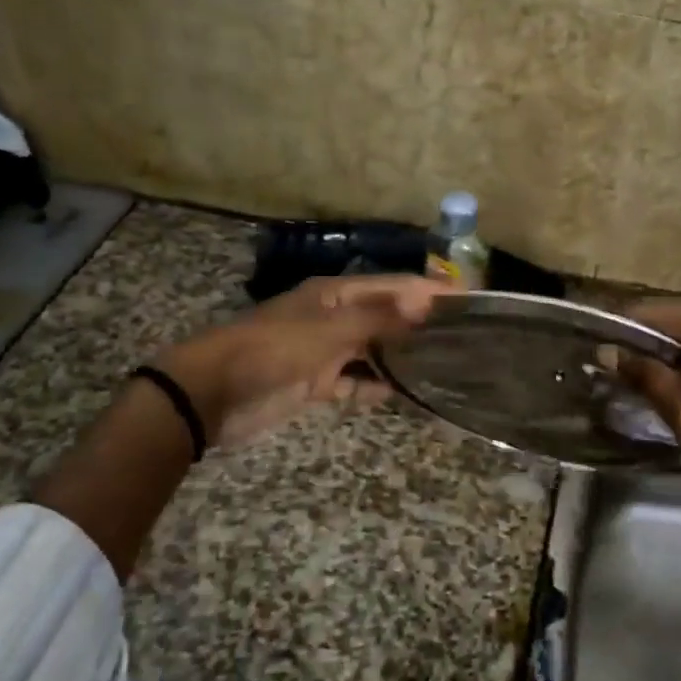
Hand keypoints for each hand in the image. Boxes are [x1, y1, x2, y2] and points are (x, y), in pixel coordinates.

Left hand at [149, 275, 449, 450]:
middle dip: (420, 324)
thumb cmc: (274, 350)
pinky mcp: (316, 384)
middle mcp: (334, 318)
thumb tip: (427, 300)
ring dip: (401, 358)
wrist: (213, 395)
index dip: (429, 290)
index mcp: (335, 295)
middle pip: (385, 317)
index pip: (393, 286)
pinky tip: (408, 394)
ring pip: (373, 352)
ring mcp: (325, 352)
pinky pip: (355, 384)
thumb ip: (379, 318)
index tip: (468, 298)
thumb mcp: (329, 330)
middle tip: (466, 336)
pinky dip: (377, 388)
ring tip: (445, 365)